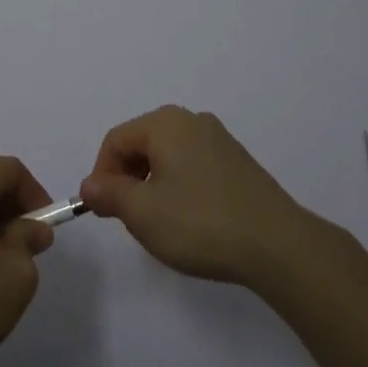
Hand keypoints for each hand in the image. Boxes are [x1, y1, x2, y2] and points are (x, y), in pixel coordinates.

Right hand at [80, 105, 324, 287]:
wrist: (277, 245)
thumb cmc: (201, 223)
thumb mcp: (143, 213)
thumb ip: (110, 194)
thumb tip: (90, 185)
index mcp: (165, 123)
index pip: (116, 140)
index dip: (101, 175)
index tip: (103, 212)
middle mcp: (192, 121)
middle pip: (142, 143)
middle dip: (127, 179)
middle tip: (128, 219)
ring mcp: (219, 140)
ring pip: (168, 156)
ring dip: (153, 185)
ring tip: (159, 223)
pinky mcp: (238, 162)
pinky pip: (193, 166)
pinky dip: (180, 187)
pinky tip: (190, 220)